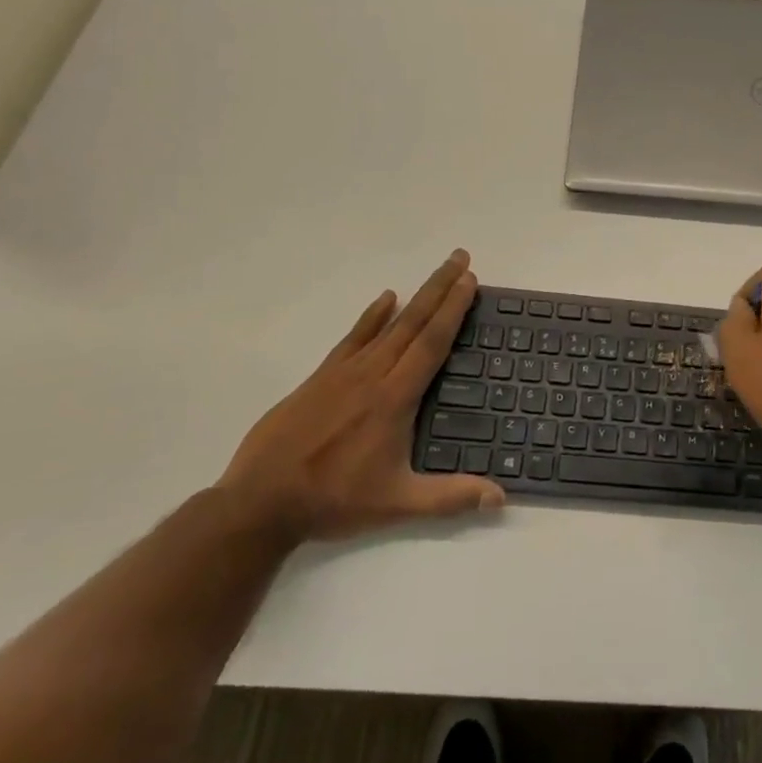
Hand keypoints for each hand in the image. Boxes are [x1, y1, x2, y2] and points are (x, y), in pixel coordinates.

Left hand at [218, 250, 504, 541]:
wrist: (260, 502)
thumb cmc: (334, 500)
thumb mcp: (397, 504)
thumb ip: (450, 498)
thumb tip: (501, 498)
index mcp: (395, 398)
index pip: (432, 343)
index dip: (453, 309)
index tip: (469, 280)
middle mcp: (373, 374)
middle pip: (414, 322)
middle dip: (440, 288)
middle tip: (461, 258)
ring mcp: (344, 372)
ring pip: (388, 324)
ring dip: (416, 295)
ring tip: (437, 272)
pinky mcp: (321, 377)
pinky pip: (354, 336)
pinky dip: (372, 315)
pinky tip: (385, 298)